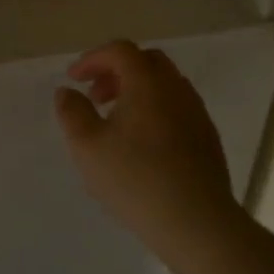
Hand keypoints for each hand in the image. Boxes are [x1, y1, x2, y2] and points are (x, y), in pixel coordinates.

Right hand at [55, 41, 237, 248]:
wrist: (196, 222)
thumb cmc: (135, 179)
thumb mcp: (87, 146)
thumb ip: (72, 112)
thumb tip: (66, 92)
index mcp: (147, 83)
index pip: (120, 51)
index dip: (92, 59)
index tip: (73, 79)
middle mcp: (176, 89)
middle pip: (146, 62)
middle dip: (116, 71)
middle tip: (95, 96)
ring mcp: (196, 113)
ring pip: (165, 85)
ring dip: (137, 91)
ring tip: (115, 122)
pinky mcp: (207, 138)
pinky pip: (177, 108)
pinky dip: (154, 110)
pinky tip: (142, 144)